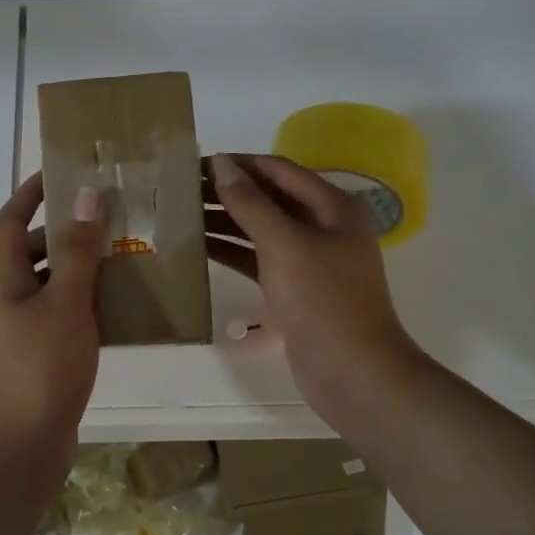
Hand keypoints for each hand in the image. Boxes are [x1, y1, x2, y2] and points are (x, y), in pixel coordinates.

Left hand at [0, 172, 105, 458]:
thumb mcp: (65, 303)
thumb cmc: (40, 367)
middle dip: (67, 229)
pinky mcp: (46, 354)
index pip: (10, 220)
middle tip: (111, 216)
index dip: (30, 193)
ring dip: (84, 266)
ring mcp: (28, 329)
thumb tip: (86, 195)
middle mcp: (13, 298)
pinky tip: (124, 303)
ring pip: (56, 283)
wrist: (22, 445)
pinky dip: (90, 302)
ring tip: (126, 252)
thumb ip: (77, 251)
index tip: (62, 172)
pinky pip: (69, 313)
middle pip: (35, 250)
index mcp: (7, 279)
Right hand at [205, 152, 426, 428]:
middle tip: (182, 189)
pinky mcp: (296, 288)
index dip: (239, 163)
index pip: (278, 170)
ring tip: (182, 215)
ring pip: (262, 229)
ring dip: (226, 220)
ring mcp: (311, 259)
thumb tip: (221, 162)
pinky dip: (233, 250)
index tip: (196, 162)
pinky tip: (200, 247)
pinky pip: (260, 258)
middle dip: (228, 191)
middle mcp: (324, 226)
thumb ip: (250, 202)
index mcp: (332, 206)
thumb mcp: (283, 243)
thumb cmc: (321, 299)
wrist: (352, 371)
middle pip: (270, 198)